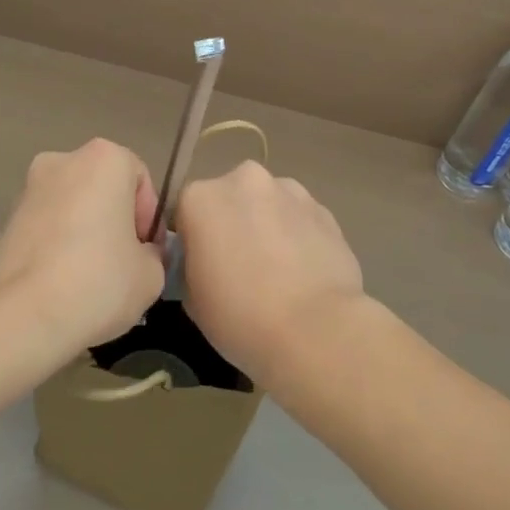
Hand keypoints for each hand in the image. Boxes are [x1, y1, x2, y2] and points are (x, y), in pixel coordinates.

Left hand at [0, 139, 164, 359]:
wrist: (18, 316)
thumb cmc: (98, 281)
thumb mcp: (151, 275)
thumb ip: (153, 254)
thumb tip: (139, 255)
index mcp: (103, 159)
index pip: (140, 178)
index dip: (149, 217)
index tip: (147, 251)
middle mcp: (62, 162)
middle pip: (101, 189)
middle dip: (114, 221)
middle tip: (123, 265)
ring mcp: (27, 190)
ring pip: (70, 208)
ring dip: (84, 235)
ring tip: (91, 281)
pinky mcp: (4, 223)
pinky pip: (45, 230)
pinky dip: (57, 249)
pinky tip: (62, 287)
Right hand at [174, 161, 366, 385]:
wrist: (317, 329)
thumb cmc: (241, 316)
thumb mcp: (192, 299)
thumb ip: (191, 265)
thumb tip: (205, 261)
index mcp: (200, 198)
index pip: (185, 213)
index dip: (192, 241)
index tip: (203, 268)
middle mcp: (243, 180)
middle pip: (228, 199)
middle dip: (232, 224)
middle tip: (240, 268)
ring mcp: (289, 190)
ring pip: (267, 204)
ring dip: (266, 226)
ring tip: (278, 272)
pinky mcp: (324, 208)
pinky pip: (299, 219)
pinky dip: (298, 237)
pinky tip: (304, 273)